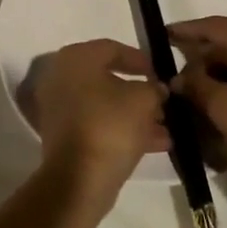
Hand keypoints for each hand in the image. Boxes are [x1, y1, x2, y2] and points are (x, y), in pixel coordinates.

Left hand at [26, 39, 169, 203]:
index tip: (161, 73)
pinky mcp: (63, 136)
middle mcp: (61, 78)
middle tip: (164, 101)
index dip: (141, 60)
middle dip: (140, 92)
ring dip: (135, 114)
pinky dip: (122, 130)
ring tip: (166, 127)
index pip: (113, 48)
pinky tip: (156, 143)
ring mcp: (59, 109)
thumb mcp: (144, 99)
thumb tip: (157, 89)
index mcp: (76, 59)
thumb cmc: (111, 125)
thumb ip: (154, 88)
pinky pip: (98, 125)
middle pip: (108, 79)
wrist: (79, 179)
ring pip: (105, 105)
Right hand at [170, 17, 226, 195]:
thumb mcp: (221, 106)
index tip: (162, 34)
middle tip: (174, 73)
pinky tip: (218, 100)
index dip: (186, 30)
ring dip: (218, 73)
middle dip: (201, 58)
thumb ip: (196, 84)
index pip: (214, 26)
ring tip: (192, 91)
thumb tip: (179, 77)